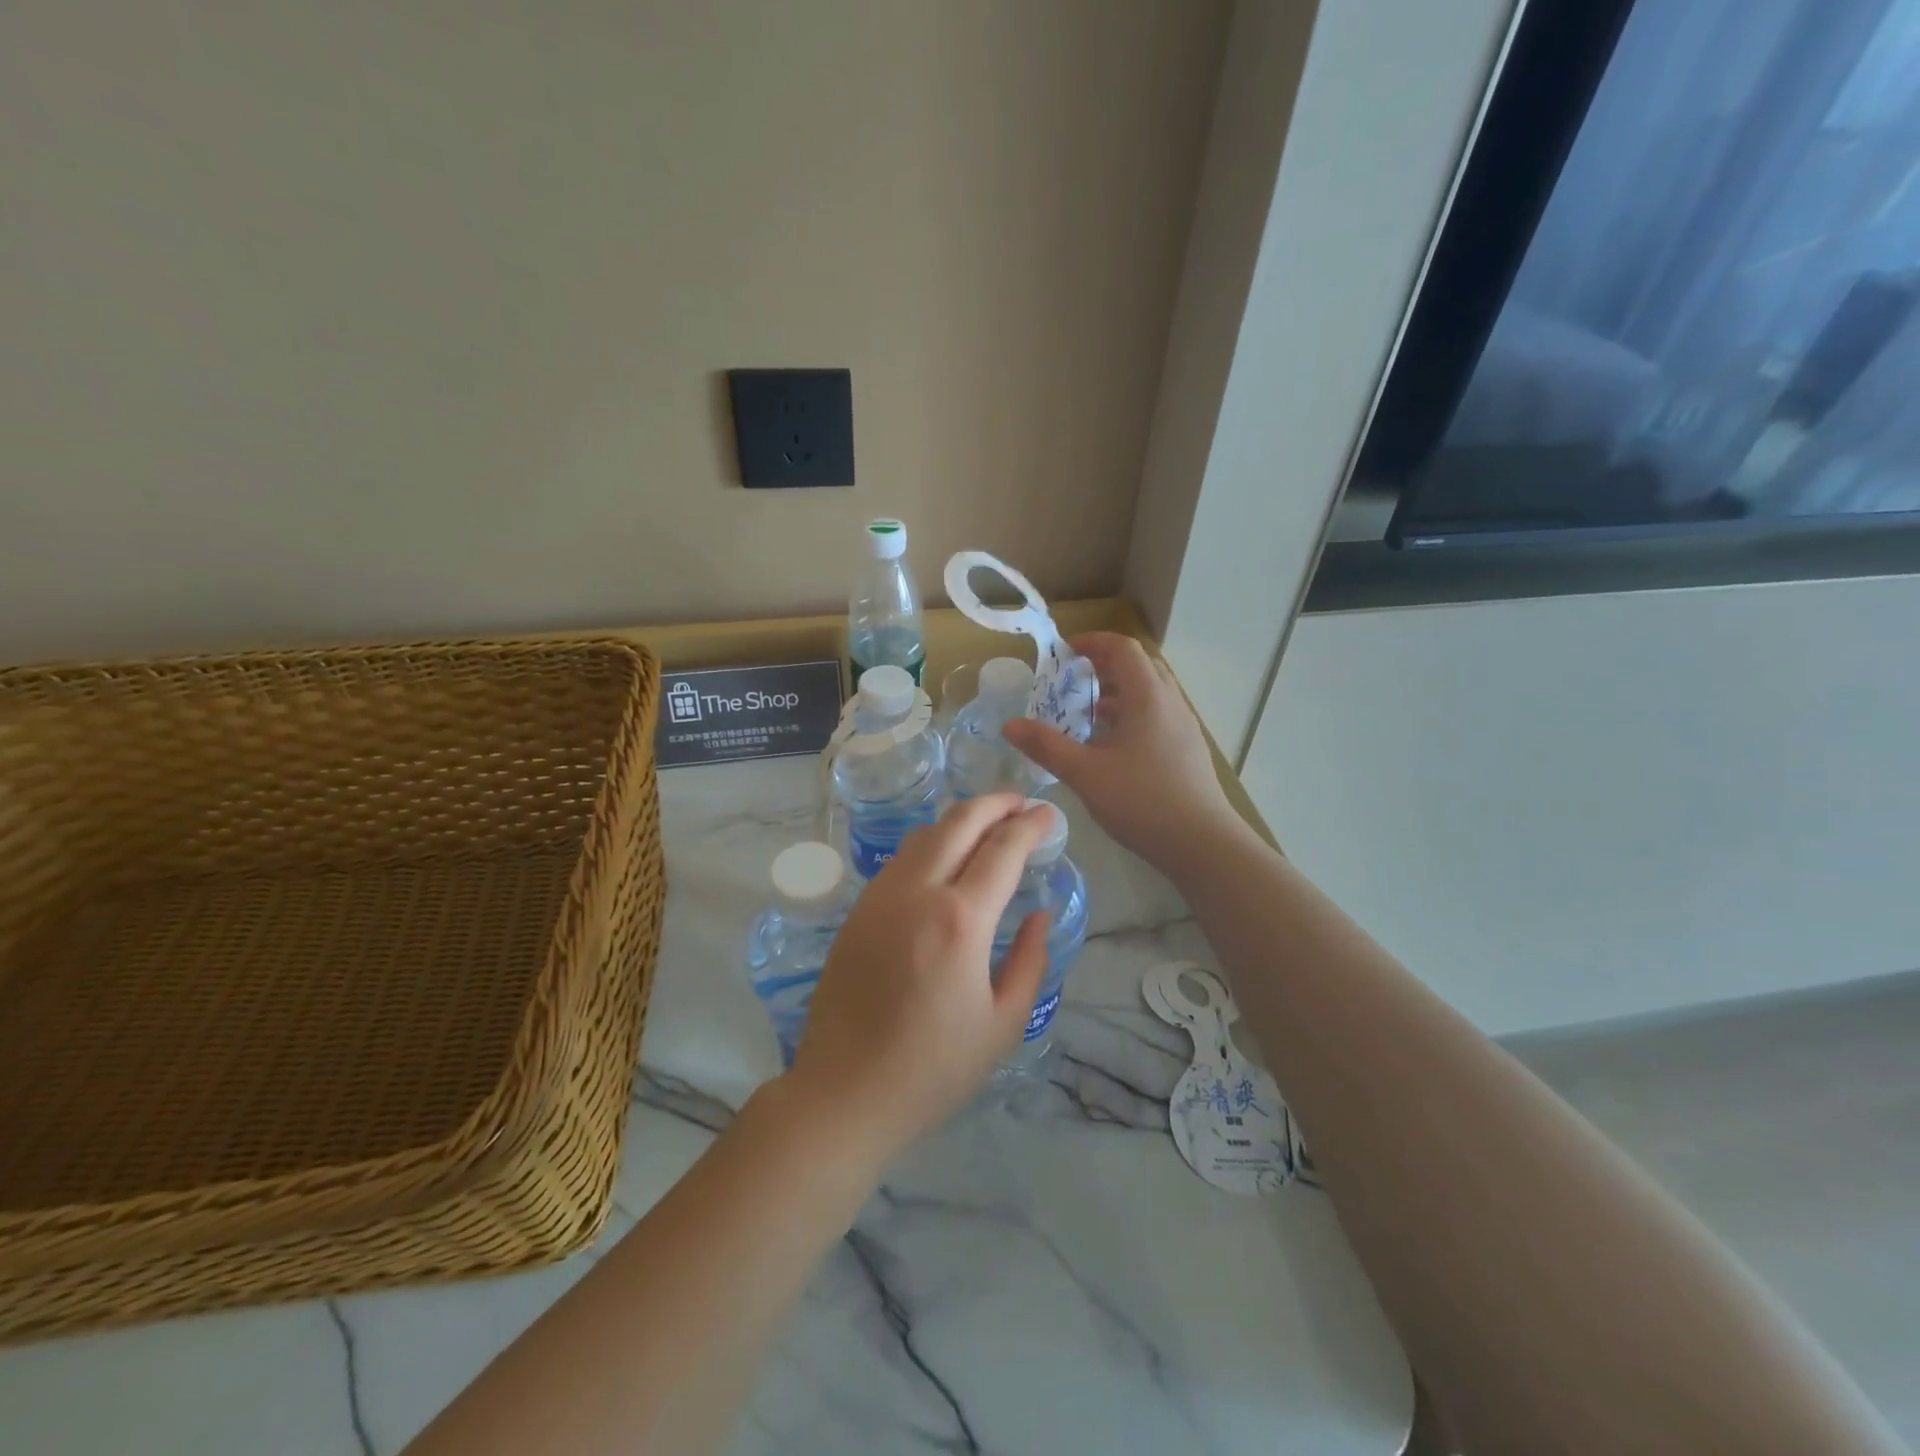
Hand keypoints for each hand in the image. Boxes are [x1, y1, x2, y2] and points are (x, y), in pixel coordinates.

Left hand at [785, 794, 1055, 1159]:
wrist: (844, 1091)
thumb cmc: (933, 1068)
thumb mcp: (1003, 1024)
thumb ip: (1030, 961)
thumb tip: (1040, 914)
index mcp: (961, 921)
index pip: (1003, 849)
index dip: (1030, 825)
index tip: (1048, 814)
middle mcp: (918, 893)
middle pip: (959, 822)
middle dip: (995, 803)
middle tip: (1020, 802)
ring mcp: (881, 897)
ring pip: (924, 834)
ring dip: (960, 819)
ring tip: (987, 824)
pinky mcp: (858, 910)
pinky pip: (901, 859)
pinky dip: (931, 843)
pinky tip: (946, 858)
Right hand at [1003, 632, 1240, 875]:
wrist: (1201, 843)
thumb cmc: (1142, 800)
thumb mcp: (1085, 773)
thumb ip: (1046, 746)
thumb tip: (1010, 725)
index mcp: (1148, 696)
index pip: (1123, 648)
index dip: (1093, 642)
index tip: (1065, 651)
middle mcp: (1171, 702)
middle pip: (1139, 665)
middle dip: (1104, 665)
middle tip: (1073, 679)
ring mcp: (1184, 726)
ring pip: (1150, 692)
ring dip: (1119, 692)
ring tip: (1087, 713)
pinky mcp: (1188, 749)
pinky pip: (1158, 715)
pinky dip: (1132, 714)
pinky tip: (1112, 746)